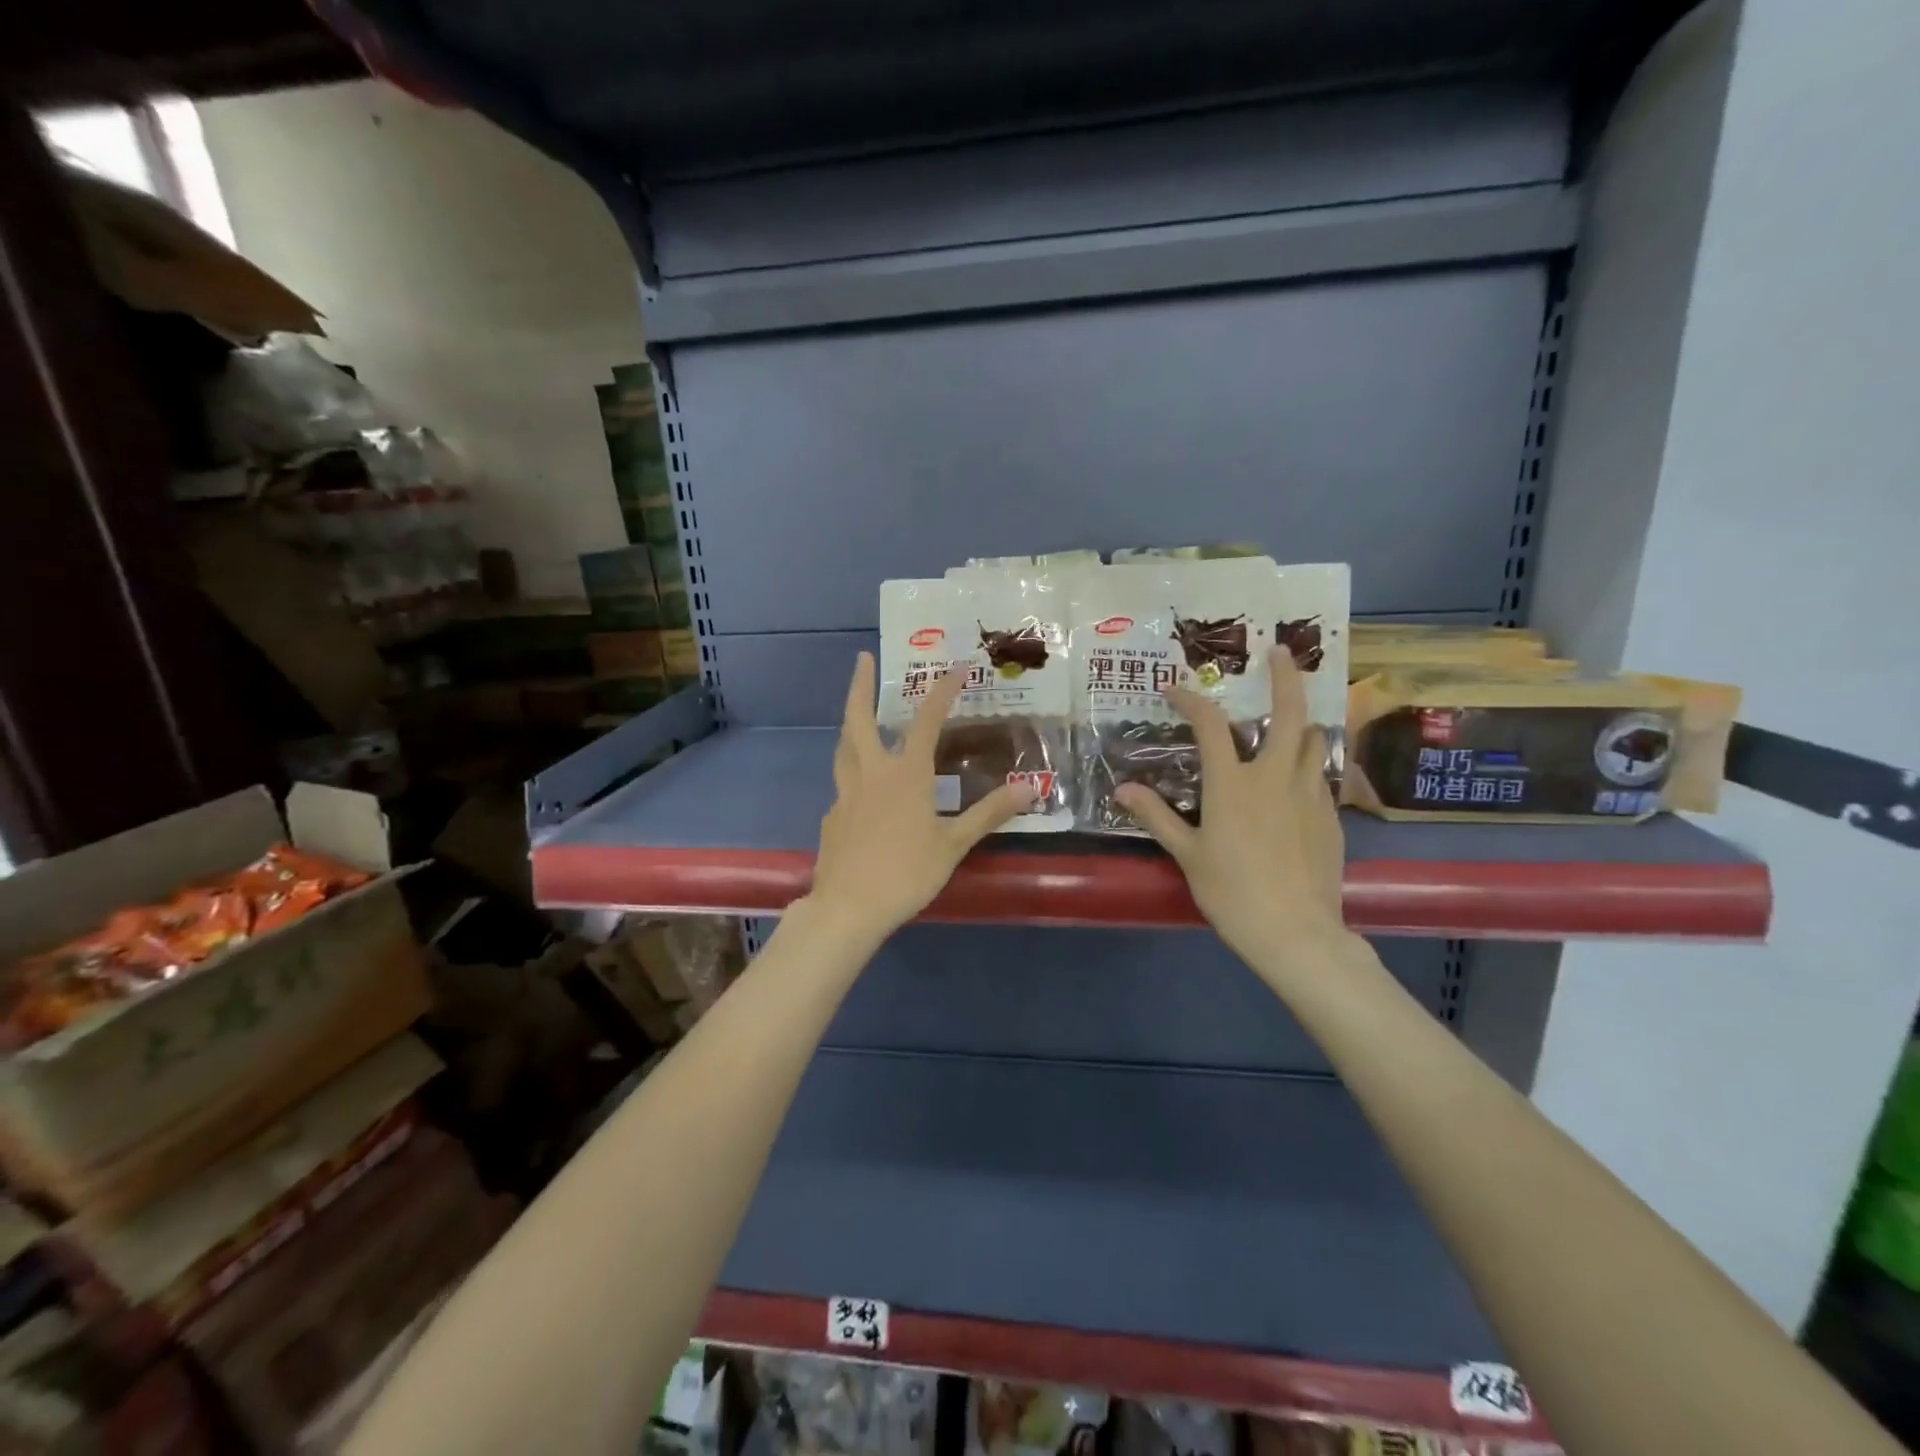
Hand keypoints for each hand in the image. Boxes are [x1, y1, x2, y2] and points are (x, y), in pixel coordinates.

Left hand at [806, 653, 1035, 942]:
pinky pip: (843, 785)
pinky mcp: (832, 817)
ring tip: (856, 714)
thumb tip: (1029, 787)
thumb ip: (989, 814)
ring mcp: (846, 794)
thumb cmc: (907, 873)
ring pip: (844, 748)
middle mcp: (872, 774)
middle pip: (859, 719)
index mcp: (905, 775)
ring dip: (850, 724)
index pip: (926, 721)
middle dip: (860, 686)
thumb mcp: (954, 844)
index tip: (957, 668)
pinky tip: (861, 789)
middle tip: (862, 658)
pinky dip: (852, 773)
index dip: (942, 691)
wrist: (849, 907)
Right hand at [1116, 648, 1348, 971]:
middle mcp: (1275, 776)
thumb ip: (1156, 816)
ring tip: (1291, 717)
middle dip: (1285, 677)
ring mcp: (1309, 794)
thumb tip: (1122, 790)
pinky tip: (1296, 778)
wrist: (1296, 933)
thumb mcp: (1188, 854)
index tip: (1175, 688)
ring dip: (1301, 721)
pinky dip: (1307, 762)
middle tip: (1281, 651)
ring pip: (1314, 740)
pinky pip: (1319, 774)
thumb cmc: (1232, 892)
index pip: (1210, 724)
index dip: (1191, 699)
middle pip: (1288, 713)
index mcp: (1233, 783)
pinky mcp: (1331, 815)